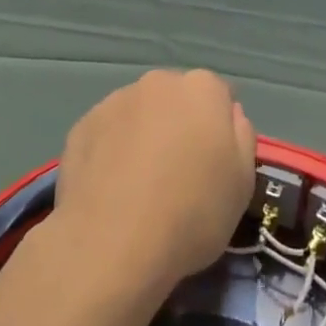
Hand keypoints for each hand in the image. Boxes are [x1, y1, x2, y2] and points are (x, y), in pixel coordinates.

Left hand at [49, 69, 257, 304]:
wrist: (112, 242)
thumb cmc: (192, 213)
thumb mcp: (243, 184)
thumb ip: (241, 137)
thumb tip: (229, 114)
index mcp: (202, 89)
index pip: (219, 95)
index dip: (219, 129)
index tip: (214, 162)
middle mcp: (158, 82)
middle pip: (176, 99)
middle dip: (180, 125)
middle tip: (178, 173)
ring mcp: (115, 100)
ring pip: (139, 113)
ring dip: (144, 135)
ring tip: (139, 186)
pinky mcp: (82, 125)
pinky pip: (108, 132)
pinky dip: (112, 150)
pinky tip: (111, 189)